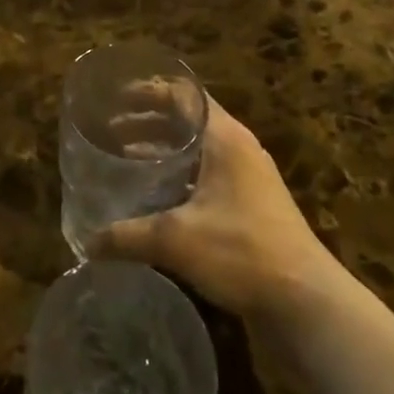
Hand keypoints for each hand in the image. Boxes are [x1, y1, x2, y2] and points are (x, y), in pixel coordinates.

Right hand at [90, 99, 341, 322]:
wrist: (306, 302)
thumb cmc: (242, 252)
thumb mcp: (176, 240)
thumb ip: (128, 236)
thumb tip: (87, 243)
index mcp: (225, 137)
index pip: (183, 94)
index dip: (149, 91)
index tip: (117, 98)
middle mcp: (239, 147)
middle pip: (189, 119)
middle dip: (149, 122)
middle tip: (112, 131)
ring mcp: (250, 177)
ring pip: (199, 149)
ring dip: (165, 150)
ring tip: (128, 160)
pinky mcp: (253, 205)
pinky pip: (208, 174)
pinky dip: (181, 175)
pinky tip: (158, 199)